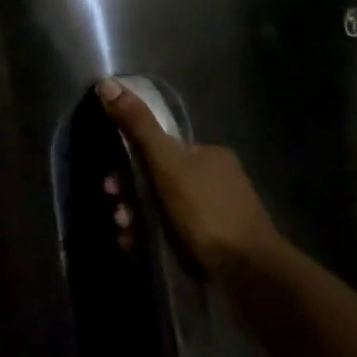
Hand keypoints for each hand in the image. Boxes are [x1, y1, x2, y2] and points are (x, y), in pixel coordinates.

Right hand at [96, 78, 281, 274]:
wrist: (249, 272)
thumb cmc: (206, 211)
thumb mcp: (167, 164)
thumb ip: (138, 126)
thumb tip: (107, 83)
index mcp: (208, 155)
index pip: (161, 149)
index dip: (131, 163)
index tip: (111, 183)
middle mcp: (216, 179)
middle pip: (160, 180)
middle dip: (131, 194)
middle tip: (117, 211)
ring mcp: (218, 213)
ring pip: (164, 208)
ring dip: (137, 218)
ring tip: (125, 233)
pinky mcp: (216, 244)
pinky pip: (175, 233)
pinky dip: (152, 237)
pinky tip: (137, 248)